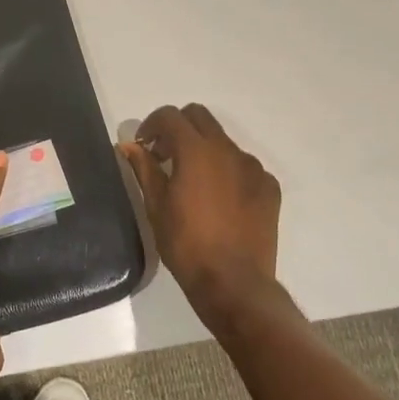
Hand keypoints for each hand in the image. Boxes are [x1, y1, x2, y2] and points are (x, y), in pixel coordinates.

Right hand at [120, 103, 281, 330]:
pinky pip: (243, 166)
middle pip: (199, 117)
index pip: (170, 116)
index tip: (144, 147)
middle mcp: (228, 150)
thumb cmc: (187, 244)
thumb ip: (144, 168)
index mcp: (196, 151)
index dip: (151, 125)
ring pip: (223, 141)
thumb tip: (130, 145)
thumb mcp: (156, 206)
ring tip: (193, 182)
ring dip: (203, 150)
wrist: (234, 283)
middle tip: (164, 156)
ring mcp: (253, 167)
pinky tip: (219, 200)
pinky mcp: (269, 187)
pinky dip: (227, 171)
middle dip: (178, 128)